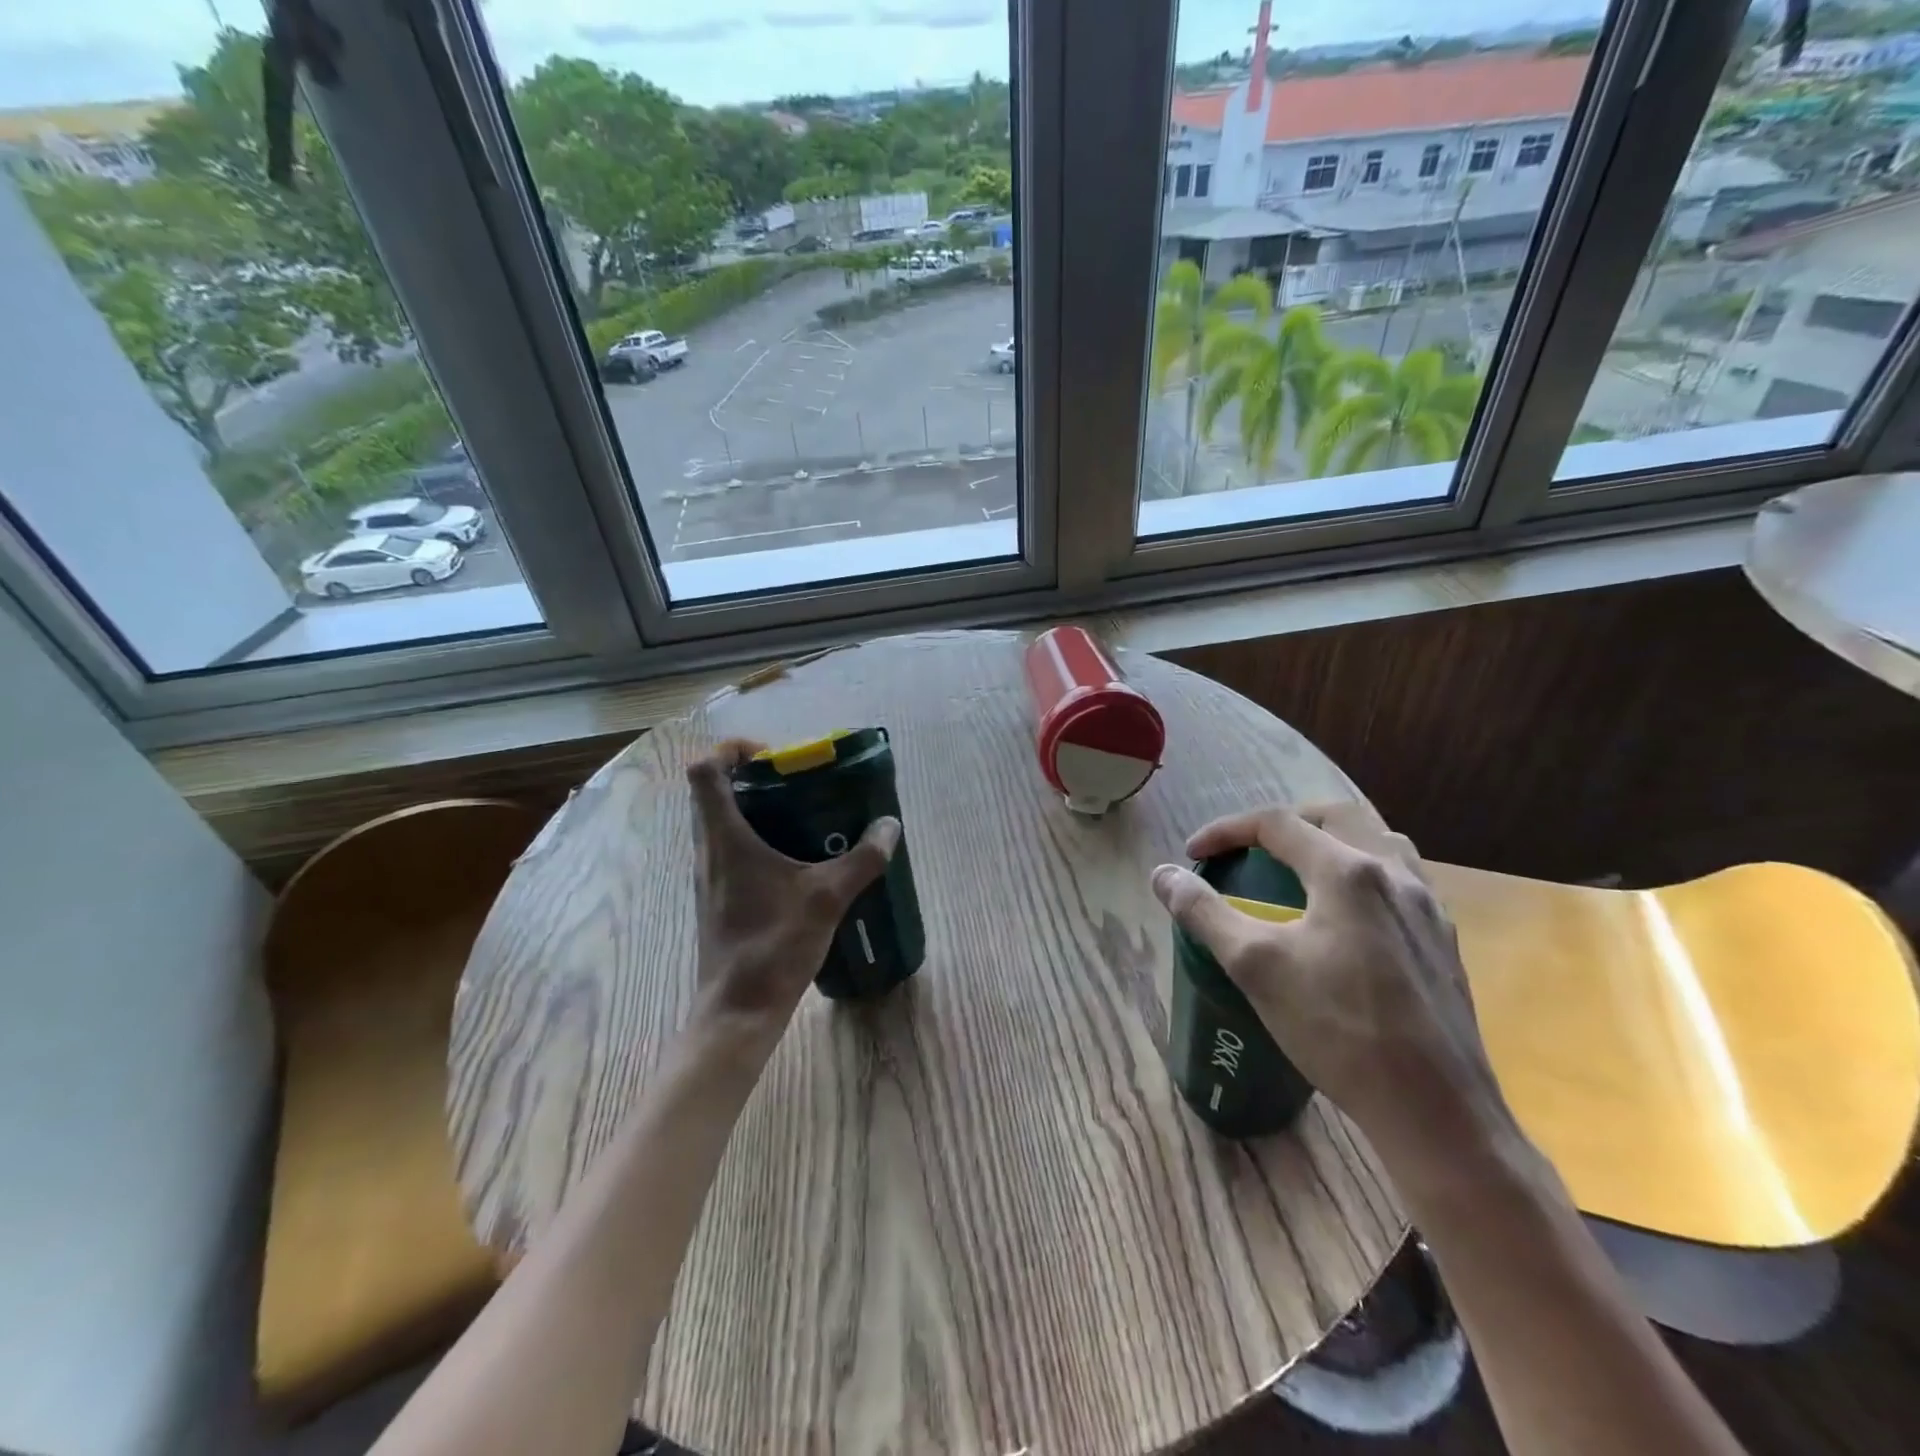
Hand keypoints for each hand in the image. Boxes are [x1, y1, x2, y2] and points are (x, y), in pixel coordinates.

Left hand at [686, 741, 899, 1033]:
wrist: (738, 1011)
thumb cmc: (774, 945)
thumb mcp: (828, 897)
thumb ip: (862, 859)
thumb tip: (889, 827)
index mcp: (725, 838)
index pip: (705, 770)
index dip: (732, 750)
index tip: (772, 757)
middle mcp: (708, 850)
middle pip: (713, 793)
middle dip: (752, 778)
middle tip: (797, 784)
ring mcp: (709, 877)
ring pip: (720, 823)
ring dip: (754, 810)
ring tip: (802, 817)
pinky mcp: (717, 899)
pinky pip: (730, 852)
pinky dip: (756, 841)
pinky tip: (796, 862)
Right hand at [1151, 802, 1518, 1175]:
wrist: (1435, 1110)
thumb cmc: (1338, 1030)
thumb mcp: (1255, 966)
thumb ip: (1204, 912)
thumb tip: (1163, 875)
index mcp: (1347, 871)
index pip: (1277, 824)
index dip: (1227, 831)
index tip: (1195, 854)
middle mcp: (1394, 875)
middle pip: (1335, 816)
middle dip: (1285, 823)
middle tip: (1250, 850)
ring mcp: (1428, 908)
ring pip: (1379, 842)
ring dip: (1333, 841)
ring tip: (1301, 871)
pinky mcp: (1444, 942)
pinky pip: (1402, 880)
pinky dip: (1364, 874)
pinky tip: (1349, 917)